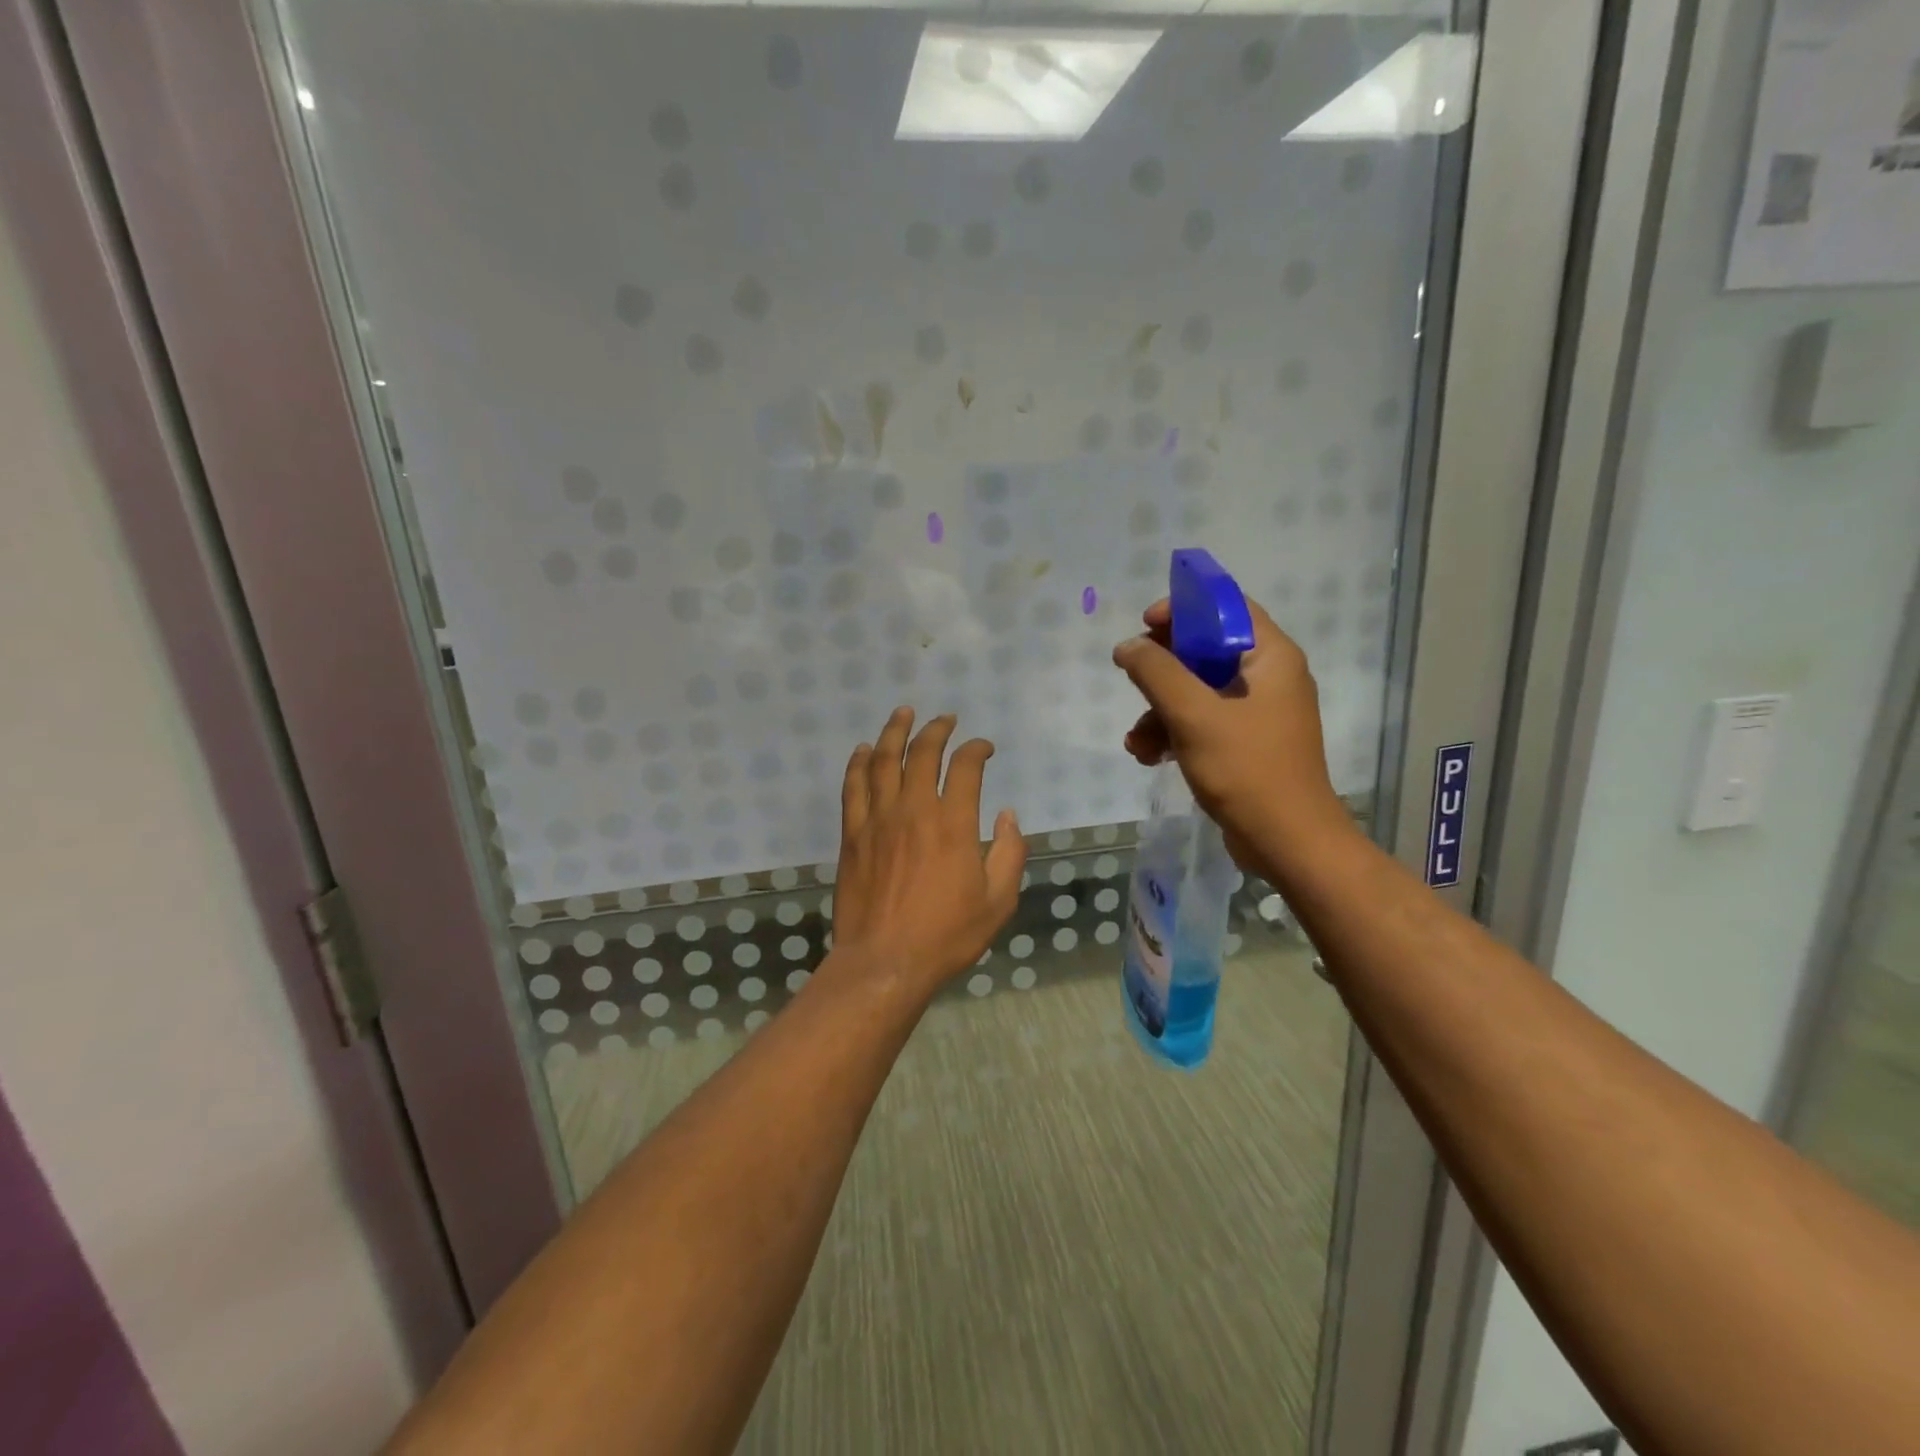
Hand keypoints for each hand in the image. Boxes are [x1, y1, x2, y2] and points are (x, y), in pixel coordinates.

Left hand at [831, 708, 1025, 996]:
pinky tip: (862, 750)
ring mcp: (878, 819)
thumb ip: (1010, 853)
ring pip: (882, 760)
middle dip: (937, 729)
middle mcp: (914, 810)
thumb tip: (1008, 815)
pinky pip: (853, 787)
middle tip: (946, 719)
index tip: (984, 748)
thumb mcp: (998, 901)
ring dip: (894, 732)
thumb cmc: (946, 935)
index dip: (977, 749)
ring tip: (903, 713)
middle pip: (922, 753)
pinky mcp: (852, 834)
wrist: (885, 962)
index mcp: (954, 824)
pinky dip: (858, 763)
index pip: (966, 767)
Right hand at [1112, 597, 1351, 871]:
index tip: (1145, 625)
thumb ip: (1156, 672)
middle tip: (1132, 677)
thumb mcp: (1193, 714)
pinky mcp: (1246, 743)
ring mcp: (1258, 712)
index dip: (1183, 609)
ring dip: (1160, 710)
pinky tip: (1150, 756)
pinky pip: (1203, 722)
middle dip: (1162, 669)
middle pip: (1206, 650)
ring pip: (1198, 690)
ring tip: (1137, 741)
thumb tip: (1127, 646)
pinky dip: (1175, 733)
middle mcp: (1269, 677)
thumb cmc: (1246, 768)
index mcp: (1271, 656)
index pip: (1227, 608)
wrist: (1287, 841)